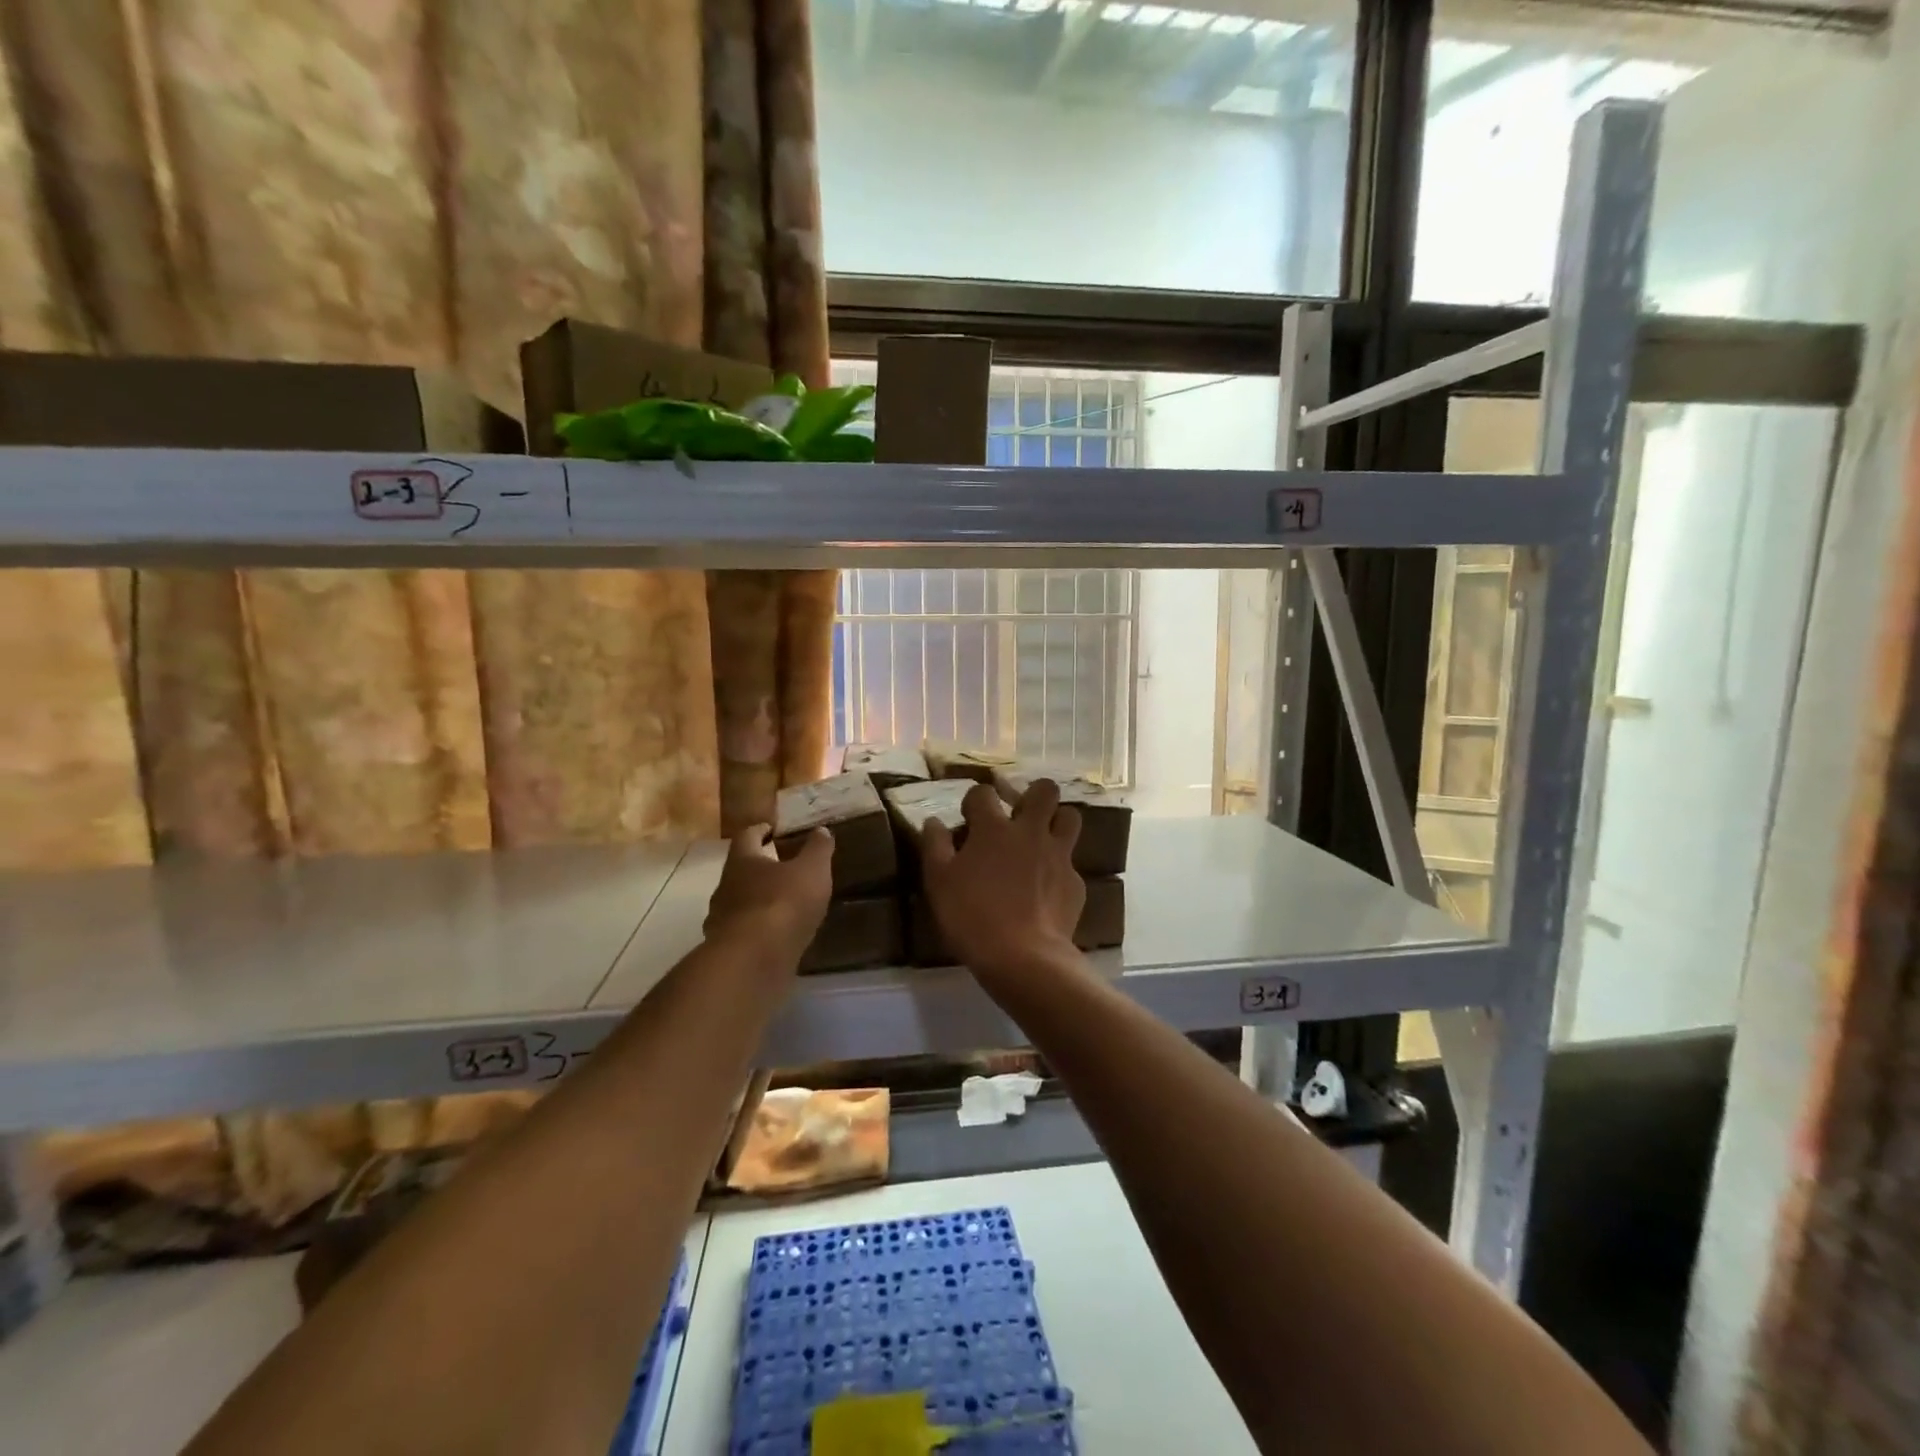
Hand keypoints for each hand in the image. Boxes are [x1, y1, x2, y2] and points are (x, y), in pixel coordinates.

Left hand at [704, 823, 832, 965]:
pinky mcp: (728, 950)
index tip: (771, 829)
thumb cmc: (783, 903)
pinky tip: (776, 936)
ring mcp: (722, 920)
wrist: (754, 960)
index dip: (760, 830)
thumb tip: (821, 830)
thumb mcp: (812, 870)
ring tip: (782, 905)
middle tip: (781, 868)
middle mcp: (725, 887)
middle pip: (739, 871)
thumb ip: (818, 849)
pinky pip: (744, 932)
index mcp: (742, 861)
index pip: (746, 836)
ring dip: (757, 901)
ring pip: (739, 903)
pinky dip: (758, 930)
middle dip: (758, 868)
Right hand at [922, 779, 1083, 980]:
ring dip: (1057, 822)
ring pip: (1070, 818)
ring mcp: (1058, 856)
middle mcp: (1030, 832)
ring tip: (1042, 840)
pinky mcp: (1075, 883)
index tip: (969, 818)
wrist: (1023, 957)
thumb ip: (934, 846)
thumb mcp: (938, 882)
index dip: (975, 800)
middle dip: (1033, 794)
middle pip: (1045, 790)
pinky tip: (1046, 890)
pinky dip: (1058, 870)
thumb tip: (933, 821)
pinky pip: (1070, 865)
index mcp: (994, 829)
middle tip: (1020, 814)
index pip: (983, 793)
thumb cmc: (972, 916)